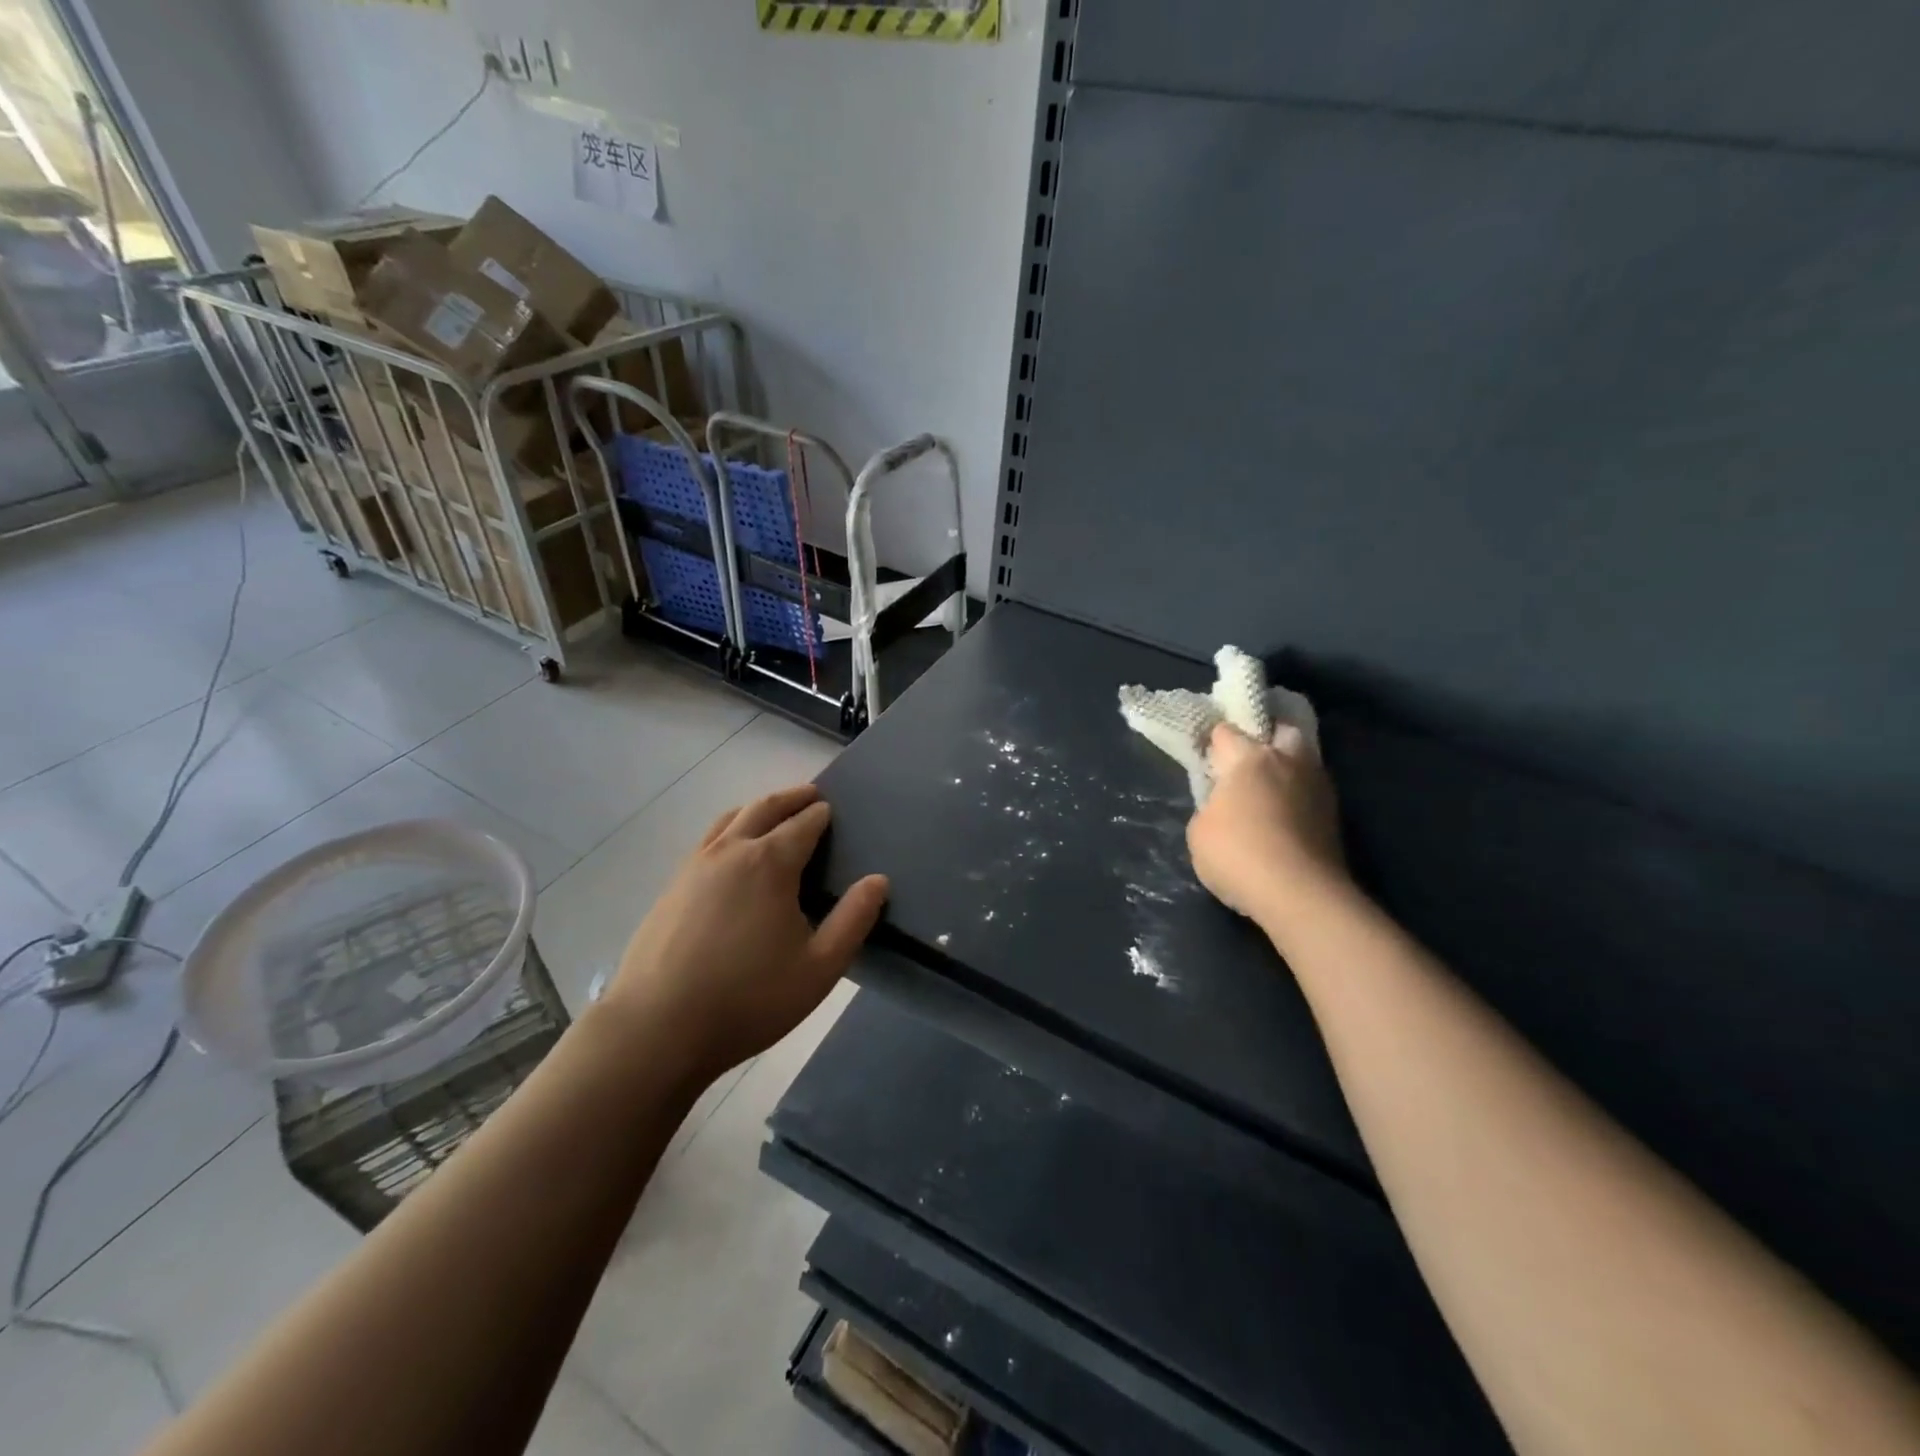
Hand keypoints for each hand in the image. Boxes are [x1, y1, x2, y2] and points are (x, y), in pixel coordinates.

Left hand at [602, 784, 888, 1083]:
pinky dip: (730, 830)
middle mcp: (731, 851)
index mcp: (770, 863)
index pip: (803, 824)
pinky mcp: (671, 886)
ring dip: (757, 809)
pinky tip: (732, 853)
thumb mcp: (819, 967)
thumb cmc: (749, 998)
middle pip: (764, 808)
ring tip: (772, 814)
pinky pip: (708, 841)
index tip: (831, 810)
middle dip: (790, 798)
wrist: (657, 1027)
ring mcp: (695, 866)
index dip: (821, 815)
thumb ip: (853, 919)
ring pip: (730, 819)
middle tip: (809, 795)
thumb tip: (878, 880)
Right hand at [1187, 723, 1346, 928]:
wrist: (1299, 893)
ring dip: (1288, 769)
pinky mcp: (1335, 814)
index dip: (1214, 743)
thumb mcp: (1199, 831)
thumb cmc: (1237, 854)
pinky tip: (1285, 816)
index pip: (1226, 732)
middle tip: (1249, 764)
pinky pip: (1312, 791)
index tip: (1207, 759)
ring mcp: (1317, 786)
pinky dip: (1300, 797)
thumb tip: (1223, 805)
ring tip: (1270, 792)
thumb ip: (1209, 806)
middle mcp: (1287, 761)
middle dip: (1267, 740)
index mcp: (1249, 758)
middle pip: (1281, 731)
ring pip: (1303, 760)